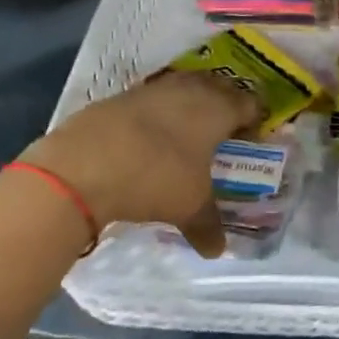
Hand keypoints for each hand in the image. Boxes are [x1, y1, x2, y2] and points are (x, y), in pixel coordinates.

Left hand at [22, 71, 260, 257]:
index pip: (249, 104)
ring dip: (190, 105)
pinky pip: (153, 98)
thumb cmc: (156, 177)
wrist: (85, 163)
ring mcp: (155, 89)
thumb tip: (217, 250)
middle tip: (222, 132)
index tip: (251, 138)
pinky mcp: (123, 95)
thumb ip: (208, 225)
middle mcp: (192, 90)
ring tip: (187, 132)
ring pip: (185, 88)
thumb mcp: (189, 206)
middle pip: (219, 88)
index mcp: (218, 109)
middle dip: (224, 105)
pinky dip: (158, 112)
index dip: (253, 119)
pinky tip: (150, 137)